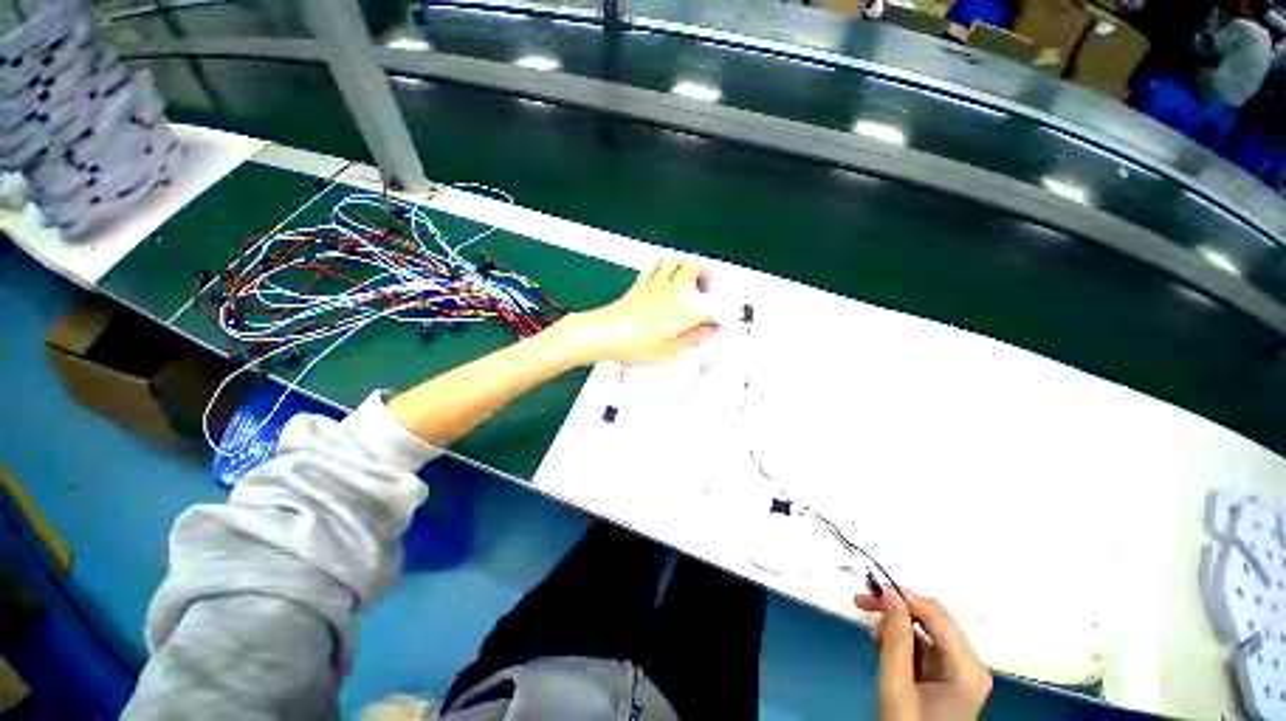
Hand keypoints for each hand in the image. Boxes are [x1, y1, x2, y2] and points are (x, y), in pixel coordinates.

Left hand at [565, 257, 715, 364]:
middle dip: (706, 274)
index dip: (718, 316)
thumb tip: (709, 331)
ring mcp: (653, 286)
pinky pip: (653, 266)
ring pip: (675, 260)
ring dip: (685, 266)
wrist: (601, 335)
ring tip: (687, 282)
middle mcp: (670, 292)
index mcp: (681, 310)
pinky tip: (663, 274)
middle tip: (705, 291)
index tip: (718, 325)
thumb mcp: (668, 351)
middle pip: (695, 265)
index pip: (709, 306)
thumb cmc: (632, 345)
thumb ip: (693, 338)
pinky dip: (662, 266)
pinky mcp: (638, 287)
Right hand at [855, 589, 991, 720]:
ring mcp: (961, 671)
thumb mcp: (895, 684)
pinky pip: (925, 646)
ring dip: (896, 625)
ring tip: (871, 632)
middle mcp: (970, 665)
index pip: (936, 614)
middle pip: (933, 619)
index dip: (903, 596)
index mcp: (966, 669)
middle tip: (861, 602)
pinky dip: (902, 641)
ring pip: (927, 631)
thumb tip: (889, 593)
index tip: (870, 588)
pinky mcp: (950, 676)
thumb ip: (895, 637)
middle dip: (896, 608)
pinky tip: (883, 646)